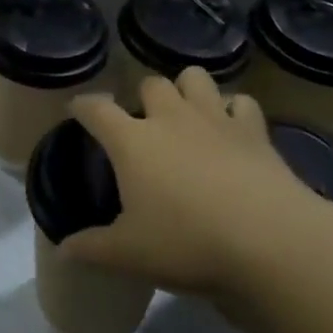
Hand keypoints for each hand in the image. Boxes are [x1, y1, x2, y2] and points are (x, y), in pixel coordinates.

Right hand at [61, 69, 332, 301]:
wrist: (268, 239)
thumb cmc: (188, 243)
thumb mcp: (131, 255)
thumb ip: (93, 249)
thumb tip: (64, 250)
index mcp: (133, 141)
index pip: (96, 109)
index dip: (83, 106)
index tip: (77, 109)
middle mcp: (170, 117)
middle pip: (149, 83)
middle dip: (143, 96)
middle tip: (144, 122)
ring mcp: (214, 117)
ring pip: (194, 77)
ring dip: (187, 88)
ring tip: (187, 112)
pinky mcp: (252, 129)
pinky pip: (241, 102)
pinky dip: (234, 109)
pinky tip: (233, 127)